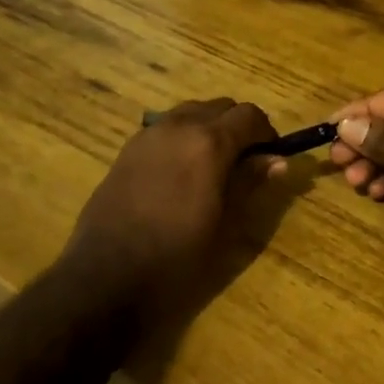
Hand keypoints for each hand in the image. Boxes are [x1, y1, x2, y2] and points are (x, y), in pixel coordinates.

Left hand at [64, 98, 279, 323]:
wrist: (106, 276)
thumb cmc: (176, 257)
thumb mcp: (225, 224)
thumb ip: (250, 183)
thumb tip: (277, 160)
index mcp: (209, 143)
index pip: (250, 115)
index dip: (266, 133)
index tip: (270, 157)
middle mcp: (179, 126)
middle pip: (220, 107)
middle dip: (238, 127)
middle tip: (245, 162)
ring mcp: (148, 134)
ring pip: (191, 112)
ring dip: (209, 127)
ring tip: (212, 166)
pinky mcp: (127, 149)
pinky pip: (165, 127)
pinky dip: (182, 136)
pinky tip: (180, 172)